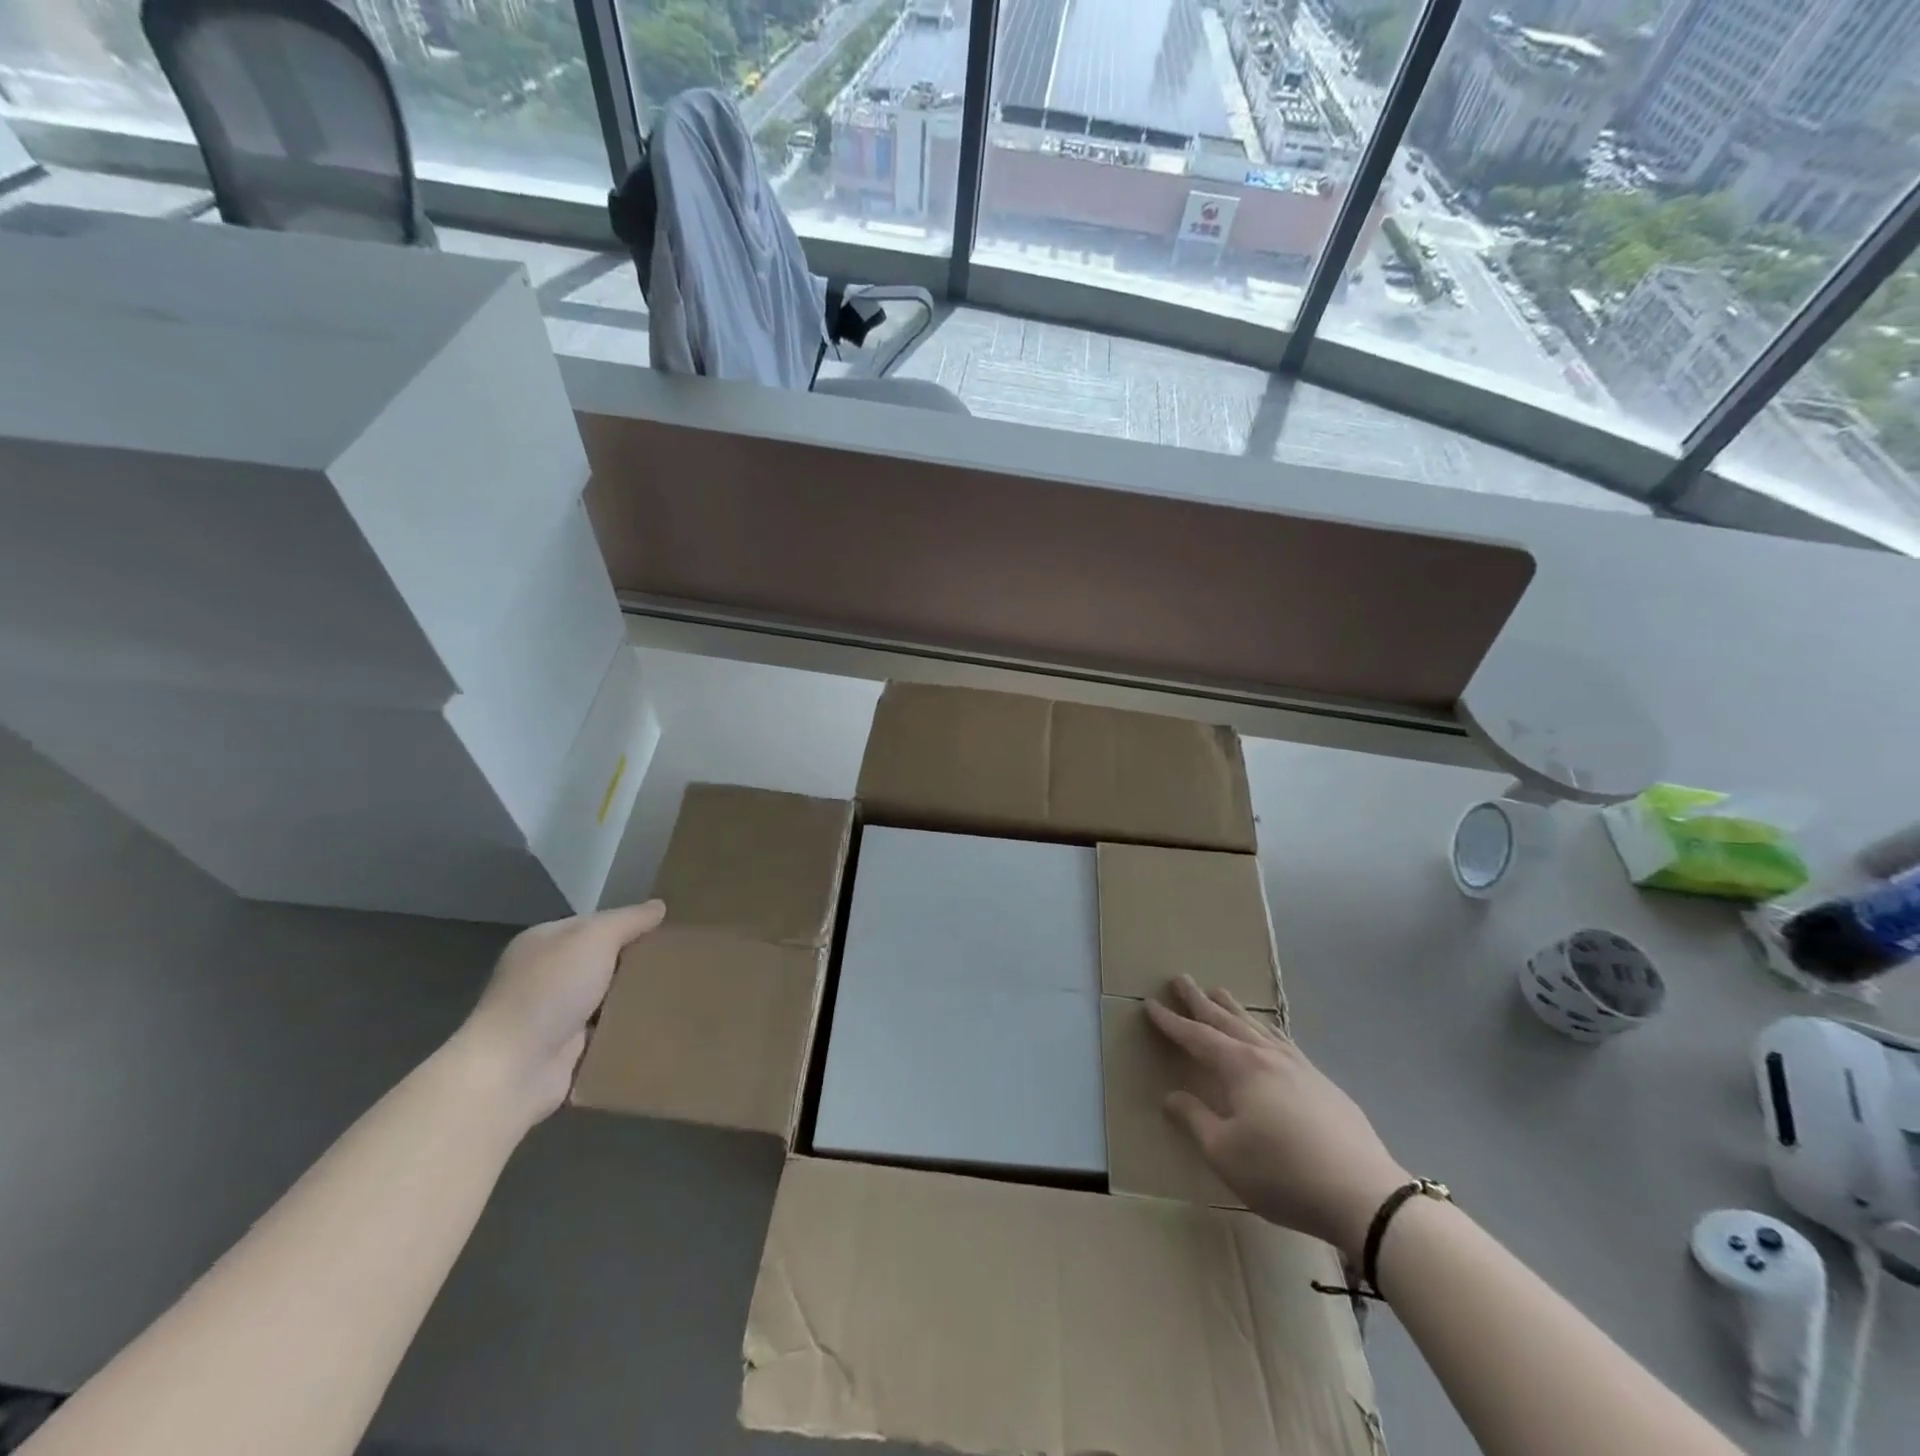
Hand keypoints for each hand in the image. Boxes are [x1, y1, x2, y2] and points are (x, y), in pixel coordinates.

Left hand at [459, 900, 666, 1125]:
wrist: (514, 1069)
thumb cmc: (550, 991)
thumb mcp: (594, 939)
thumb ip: (628, 920)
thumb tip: (658, 906)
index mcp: (544, 942)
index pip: (595, 924)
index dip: (629, 923)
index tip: (668, 929)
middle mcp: (546, 975)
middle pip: (604, 960)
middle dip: (636, 962)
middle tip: (681, 959)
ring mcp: (555, 1014)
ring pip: (608, 996)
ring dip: (635, 997)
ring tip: (681, 990)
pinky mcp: (567, 1050)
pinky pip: (608, 1030)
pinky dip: (628, 1029)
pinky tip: (661, 1022)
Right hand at [1147, 975, 1407, 1257]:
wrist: (1363, 1194)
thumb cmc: (1283, 1173)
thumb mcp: (1225, 1153)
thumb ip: (1195, 1120)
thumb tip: (1171, 1096)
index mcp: (1240, 1068)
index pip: (1197, 1037)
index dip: (1172, 1022)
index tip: (1151, 1003)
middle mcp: (1267, 1056)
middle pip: (1226, 1020)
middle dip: (1199, 1000)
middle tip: (1180, 979)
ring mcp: (1298, 1066)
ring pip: (1257, 1025)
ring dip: (1233, 1008)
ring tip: (1219, 992)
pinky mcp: (1322, 1082)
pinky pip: (1283, 1040)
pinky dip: (1266, 1028)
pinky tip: (1268, 1033)